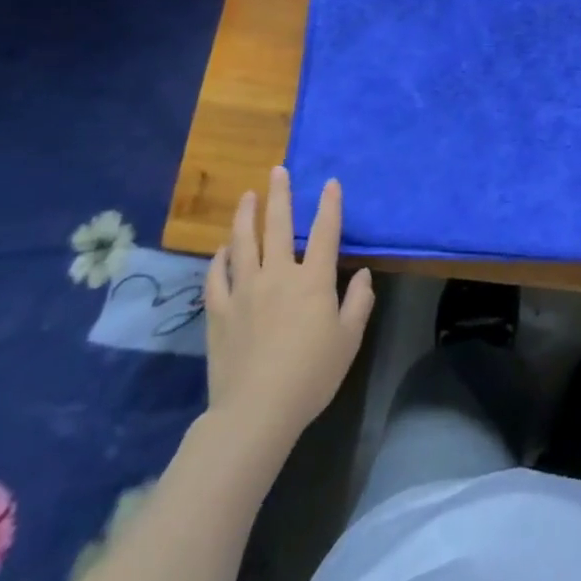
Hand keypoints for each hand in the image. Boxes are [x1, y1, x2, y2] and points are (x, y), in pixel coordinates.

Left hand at [204, 167, 374, 454]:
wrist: (256, 410)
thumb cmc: (311, 375)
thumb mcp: (348, 340)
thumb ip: (359, 302)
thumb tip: (363, 274)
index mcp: (313, 280)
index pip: (325, 232)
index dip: (330, 205)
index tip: (330, 183)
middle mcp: (278, 274)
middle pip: (278, 225)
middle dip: (280, 195)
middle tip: (277, 170)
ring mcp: (244, 290)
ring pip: (243, 242)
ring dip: (245, 215)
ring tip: (247, 196)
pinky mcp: (219, 310)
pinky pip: (217, 275)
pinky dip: (220, 258)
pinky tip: (223, 249)